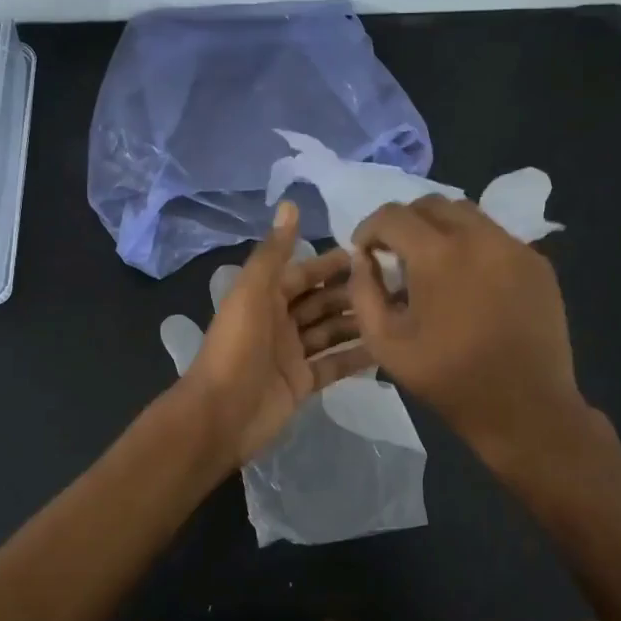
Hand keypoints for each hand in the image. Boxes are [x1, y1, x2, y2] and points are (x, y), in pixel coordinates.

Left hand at [177, 202, 375, 464]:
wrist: (220, 416)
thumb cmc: (236, 348)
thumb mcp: (252, 293)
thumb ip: (273, 252)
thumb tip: (290, 204)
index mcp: (264, 298)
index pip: (303, 273)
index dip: (332, 263)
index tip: (370, 253)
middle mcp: (279, 322)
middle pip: (321, 302)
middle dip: (352, 292)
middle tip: (397, 283)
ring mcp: (291, 355)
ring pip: (331, 331)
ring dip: (358, 321)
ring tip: (399, 311)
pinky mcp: (302, 383)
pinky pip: (334, 364)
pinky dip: (356, 356)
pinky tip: (387, 347)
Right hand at [343, 196, 591, 470]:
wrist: (526, 408)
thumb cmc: (450, 380)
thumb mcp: (386, 344)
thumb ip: (364, 293)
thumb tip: (363, 259)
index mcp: (438, 256)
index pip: (392, 215)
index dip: (369, 228)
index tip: (364, 251)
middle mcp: (479, 237)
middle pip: (431, 203)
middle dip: (405, 222)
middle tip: (395, 254)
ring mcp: (514, 247)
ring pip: (467, 214)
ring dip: (440, 229)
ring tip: (433, 264)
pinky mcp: (538, 263)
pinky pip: (495, 237)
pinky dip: (473, 246)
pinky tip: (469, 281)